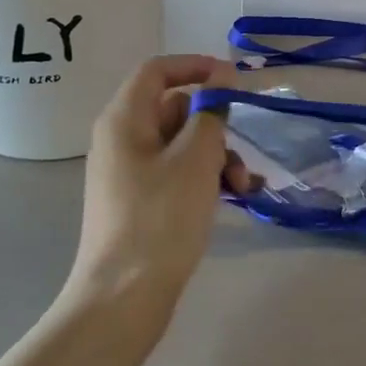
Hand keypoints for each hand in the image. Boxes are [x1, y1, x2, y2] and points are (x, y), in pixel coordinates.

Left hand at [68, 55, 254, 337]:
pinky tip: (234, 198)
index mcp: (124, 120)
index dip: (196, 66)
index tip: (234, 80)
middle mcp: (121, 139)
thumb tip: (220, 79)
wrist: (123, 298)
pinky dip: (205, 178)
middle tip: (242, 147)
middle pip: (174, 109)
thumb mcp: (195, 159)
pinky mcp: (140, 202)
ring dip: (216, 155)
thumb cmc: (160, 219)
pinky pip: (177, 173)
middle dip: (215, 123)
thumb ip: (211, 112)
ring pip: (181, 144)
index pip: (158, 70)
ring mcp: (129, 173)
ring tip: (243, 184)